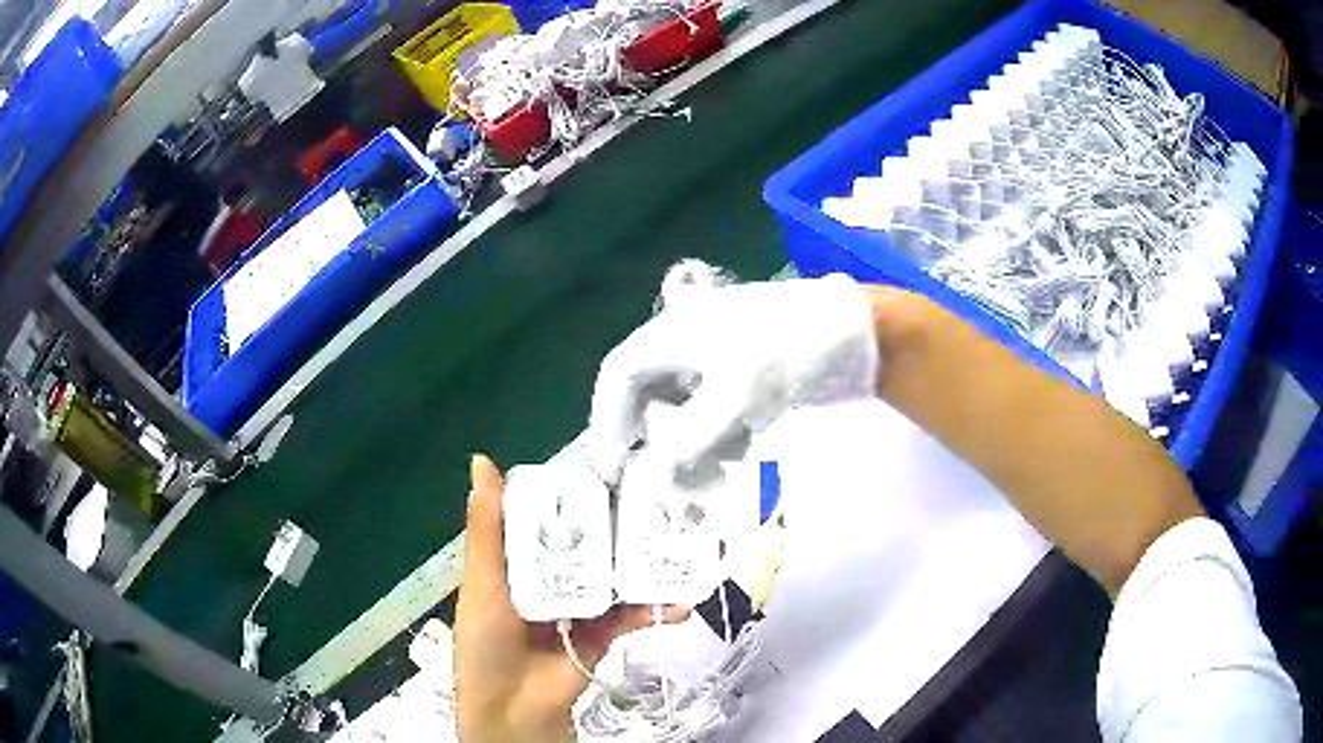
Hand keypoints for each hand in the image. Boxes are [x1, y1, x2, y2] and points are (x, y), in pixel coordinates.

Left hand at [454, 454, 685, 742]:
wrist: (514, 704)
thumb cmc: (487, 637)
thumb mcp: (483, 578)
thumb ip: (488, 526)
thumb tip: (481, 459)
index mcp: (522, 558)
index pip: (553, 516)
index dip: (578, 494)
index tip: (613, 467)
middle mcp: (554, 576)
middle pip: (594, 544)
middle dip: (625, 525)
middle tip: (664, 499)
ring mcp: (584, 604)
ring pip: (619, 576)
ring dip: (650, 564)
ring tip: (687, 543)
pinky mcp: (606, 633)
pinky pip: (634, 615)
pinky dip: (656, 609)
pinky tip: (679, 603)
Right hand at [587, 269, 879, 483]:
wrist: (858, 332)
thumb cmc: (790, 351)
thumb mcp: (736, 396)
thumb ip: (687, 442)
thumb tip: (650, 482)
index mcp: (673, 334)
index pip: (619, 376)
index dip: (607, 422)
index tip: (613, 467)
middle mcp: (688, 342)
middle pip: (652, 398)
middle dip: (661, 445)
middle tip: (673, 484)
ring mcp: (719, 356)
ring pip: (686, 410)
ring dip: (694, 448)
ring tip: (715, 478)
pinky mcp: (747, 373)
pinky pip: (718, 411)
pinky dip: (721, 438)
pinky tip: (740, 454)